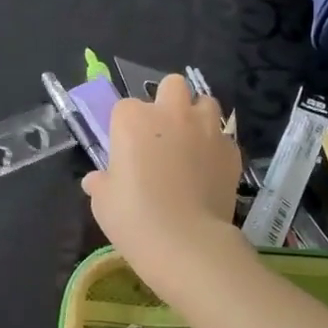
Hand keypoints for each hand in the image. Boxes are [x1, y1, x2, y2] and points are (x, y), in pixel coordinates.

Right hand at [82, 75, 244, 288]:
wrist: (186, 242)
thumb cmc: (133, 218)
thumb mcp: (103, 202)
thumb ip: (101, 182)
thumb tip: (96, 180)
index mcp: (132, 120)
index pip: (124, 107)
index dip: (125, 127)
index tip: (126, 150)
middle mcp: (170, 113)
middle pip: (172, 86)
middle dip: (167, 101)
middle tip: (162, 132)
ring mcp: (206, 129)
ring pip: (205, 103)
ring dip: (197, 116)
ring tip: (191, 143)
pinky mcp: (231, 150)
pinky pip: (223, 137)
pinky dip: (216, 146)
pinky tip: (209, 169)